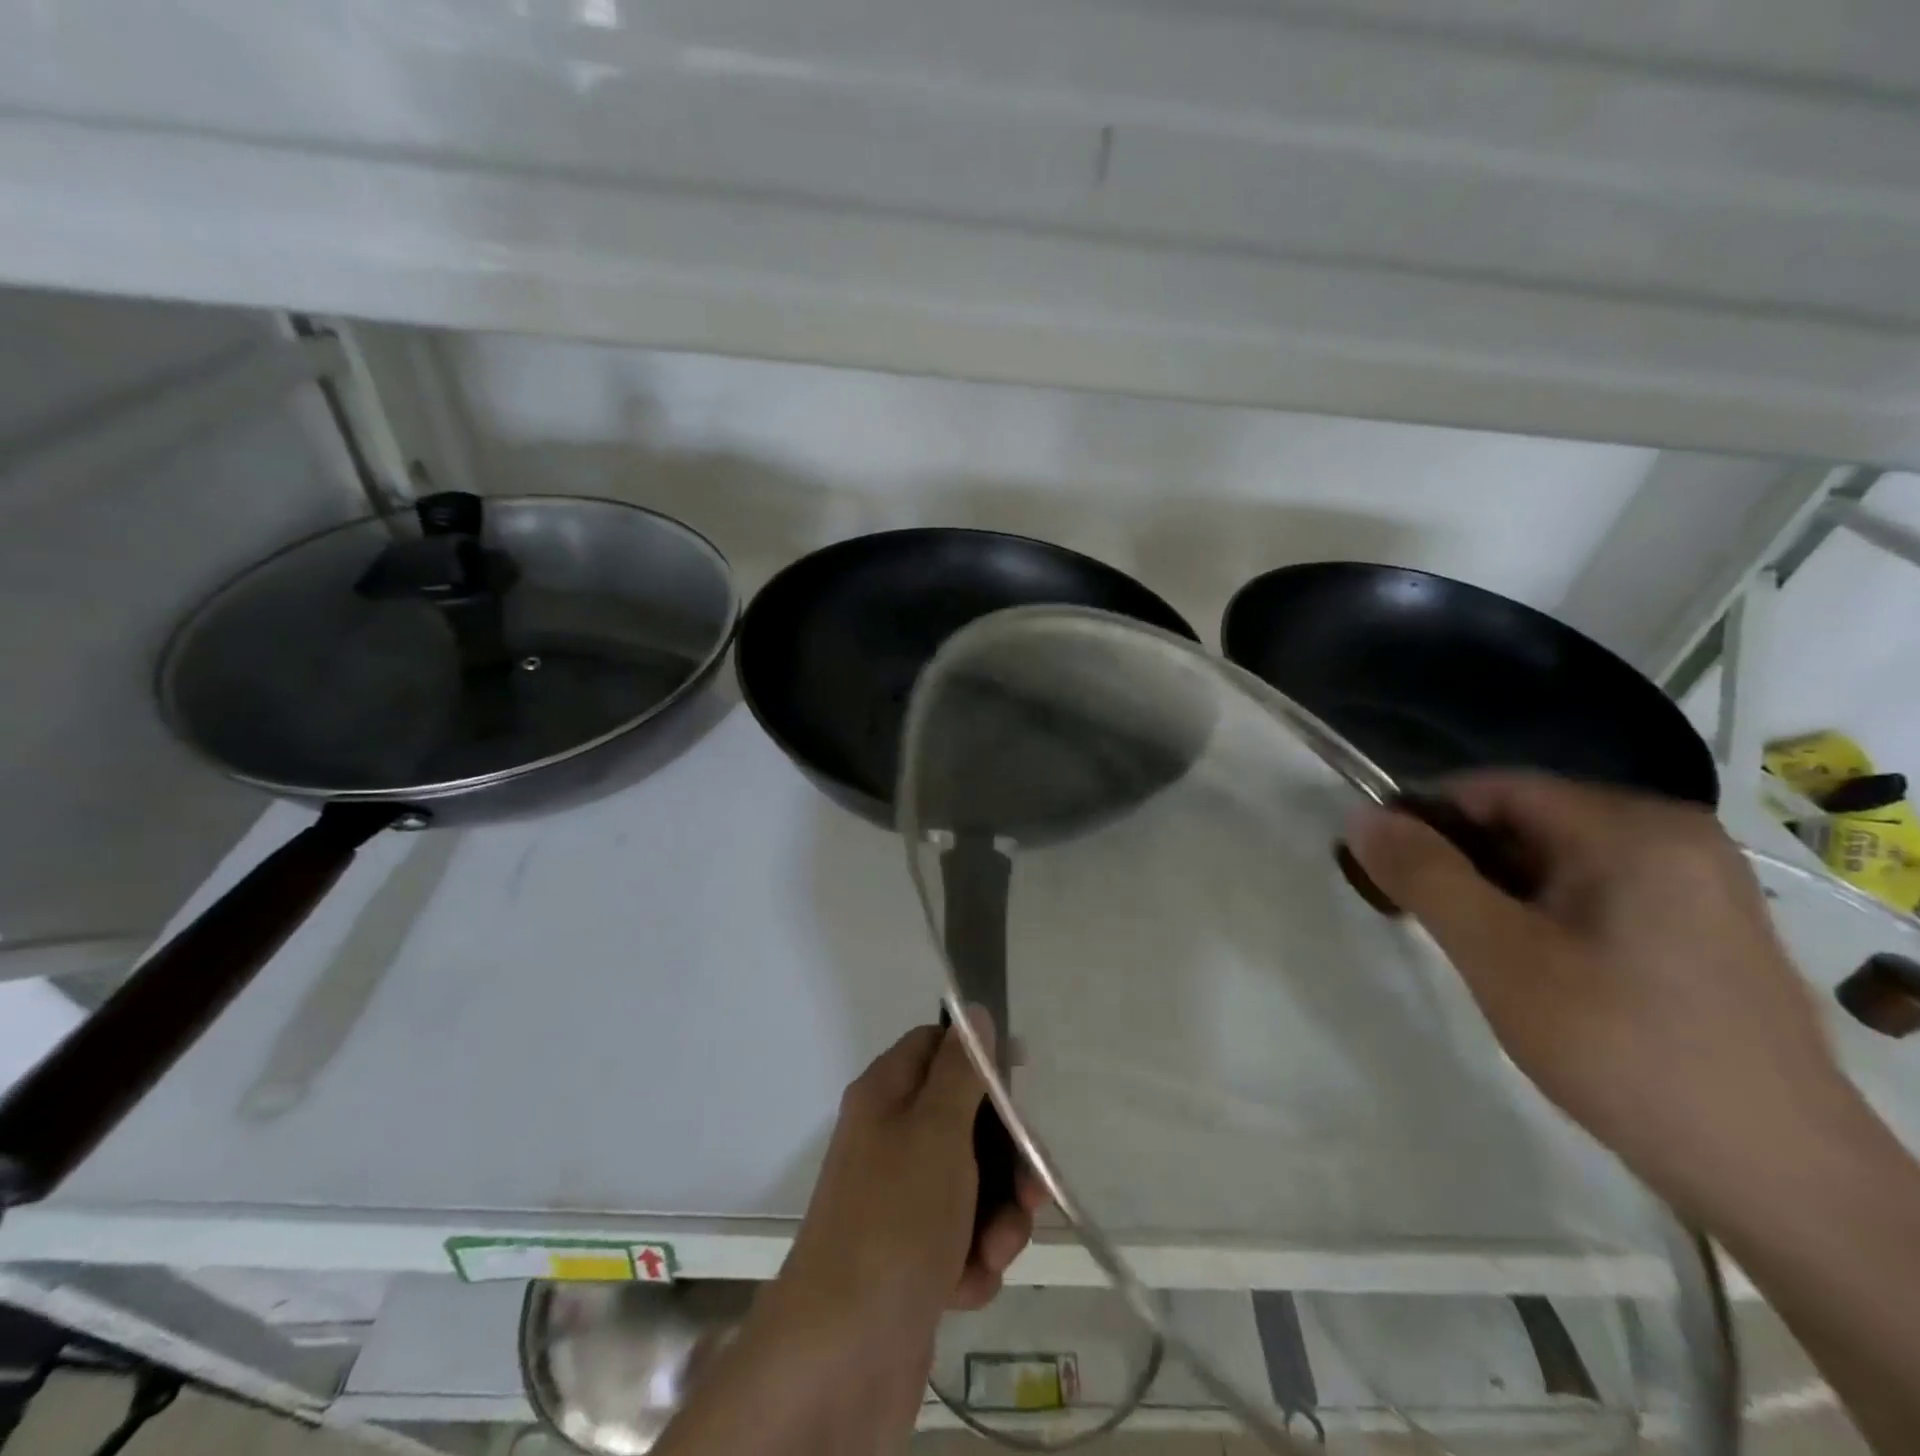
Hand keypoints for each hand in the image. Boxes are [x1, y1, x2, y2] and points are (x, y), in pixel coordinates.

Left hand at [655, 1024, 1044, 1455]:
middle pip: (964, 1120)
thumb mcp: (937, 1129)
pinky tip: (964, 1285)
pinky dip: (972, 1259)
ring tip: (994, 1250)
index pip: (936, 1047)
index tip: (1019, 1088)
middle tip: (1029, 1192)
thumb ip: (961, 1070)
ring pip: (970, 1184)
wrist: (842, 1355)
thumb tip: (972, 1012)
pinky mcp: (910, 1258)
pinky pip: (959, 1238)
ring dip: (996, 1216)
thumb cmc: (896, 1220)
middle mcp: (889, 1140)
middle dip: (1005, 1158)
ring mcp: (899, 1201)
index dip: (979, 1061)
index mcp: (886, 1095)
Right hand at [1346, 773, 1867, 1221]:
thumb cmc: (1620, 1047)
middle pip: (1526, 822)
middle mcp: (1673, 837)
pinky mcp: (1700, 926)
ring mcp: (1695, 882)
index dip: (1424, 817)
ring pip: (1555, 860)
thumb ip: (1423, 876)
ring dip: (1495, 890)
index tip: (1378, 864)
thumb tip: (1359, 817)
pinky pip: (1592, 892)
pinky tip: (1524, 963)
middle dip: (1459, 860)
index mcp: (1632, 828)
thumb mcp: (1498, 955)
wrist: (1774, 1176)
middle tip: (1415, 913)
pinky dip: (1540, 912)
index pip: (1494, 789)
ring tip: (1467, 944)